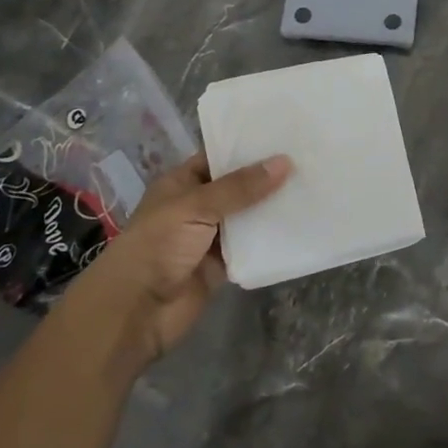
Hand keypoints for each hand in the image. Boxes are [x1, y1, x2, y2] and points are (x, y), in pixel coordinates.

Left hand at [71, 151, 290, 364]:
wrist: (135, 311)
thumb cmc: (157, 245)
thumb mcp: (196, 207)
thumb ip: (240, 187)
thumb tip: (285, 162)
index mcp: (181, 183)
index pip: (218, 157)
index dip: (247, 147)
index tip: (285, 136)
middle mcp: (196, 206)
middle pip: (237, 187)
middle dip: (266, 178)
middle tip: (308, 159)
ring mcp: (209, 237)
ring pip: (247, 217)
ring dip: (271, 208)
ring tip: (312, 188)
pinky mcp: (221, 266)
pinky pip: (250, 247)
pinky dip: (269, 240)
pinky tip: (299, 226)